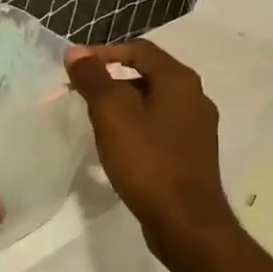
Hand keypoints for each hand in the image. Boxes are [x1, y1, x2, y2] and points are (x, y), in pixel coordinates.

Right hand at [65, 40, 235, 248]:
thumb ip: (93, 79)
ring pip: (153, 103)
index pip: (139, 50)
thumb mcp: (112, 115)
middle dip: (111, 80)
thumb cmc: (148, 161)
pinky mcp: (192, 154)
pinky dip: (136, 127)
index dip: (104, 53)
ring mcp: (197, 128)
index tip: (76, 69)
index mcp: (180, 81)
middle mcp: (195, 97)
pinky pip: (159, 127)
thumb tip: (76, 52)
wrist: (185, 222)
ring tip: (95, 121)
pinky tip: (119, 147)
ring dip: (123, 105)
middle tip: (82, 96)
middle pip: (147, 75)